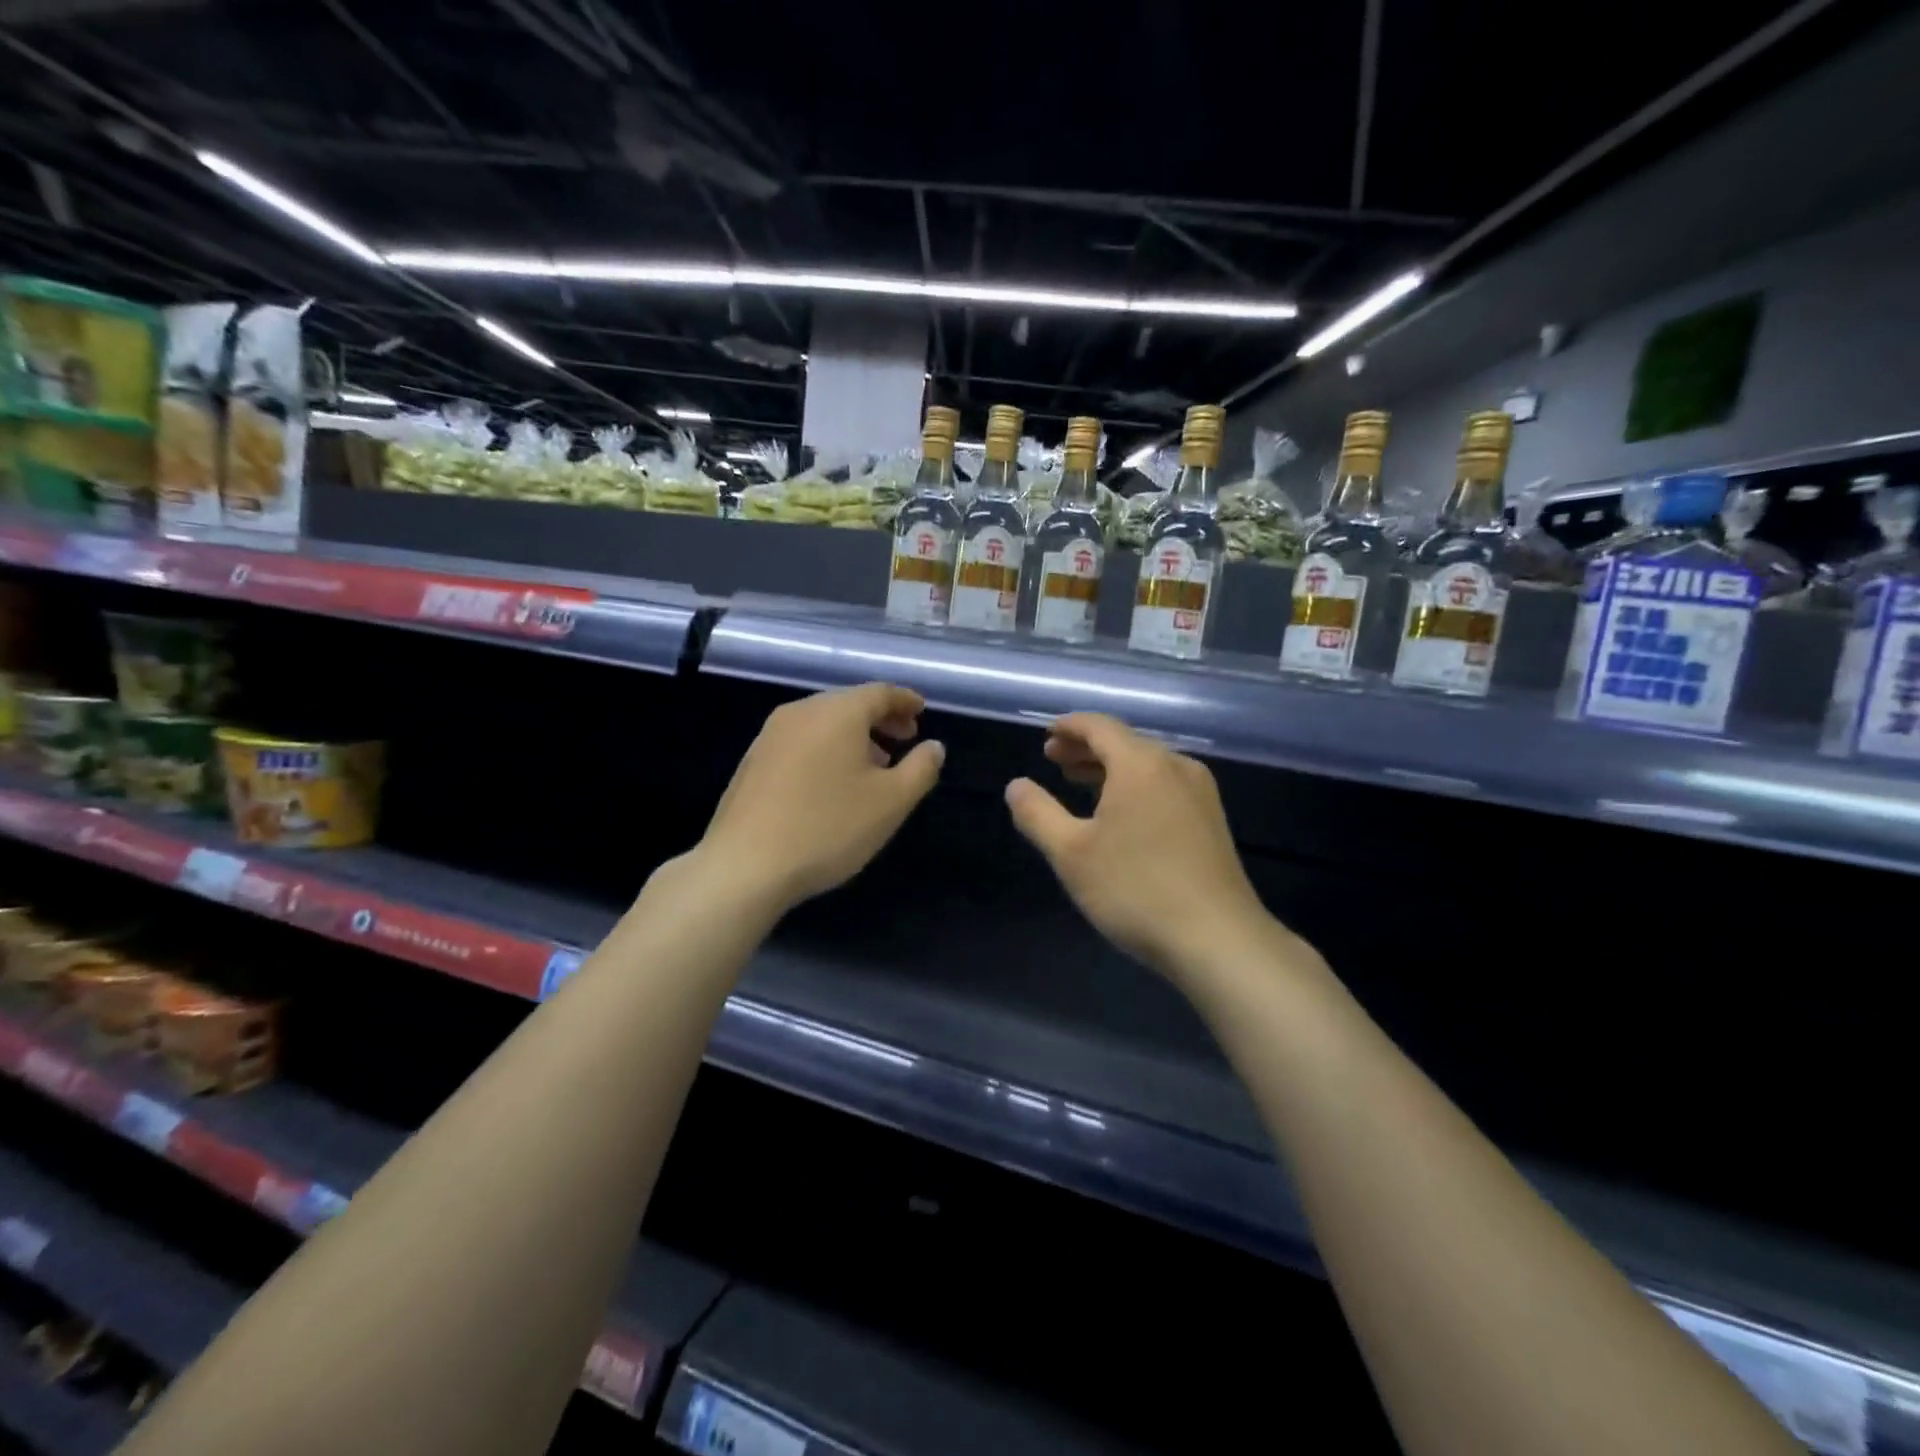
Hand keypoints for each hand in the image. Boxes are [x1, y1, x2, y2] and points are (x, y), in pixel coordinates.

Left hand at [701, 683, 943, 909]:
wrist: (745, 865)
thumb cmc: (828, 827)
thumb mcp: (891, 802)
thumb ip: (921, 769)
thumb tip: (934, 746)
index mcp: (837, 712)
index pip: (880, 692)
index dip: (905, 701)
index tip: (922, 712)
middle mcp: (801, 712)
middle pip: (849, 704)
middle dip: (881, 719)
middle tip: (905, 740)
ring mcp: (771, 736)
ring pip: (823, 723)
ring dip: (854, 737)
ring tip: (874, 766)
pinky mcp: (753, 762)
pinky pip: (801, 741)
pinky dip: (827, 749)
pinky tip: (833, 783)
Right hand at [1005, 713, 1277, 978]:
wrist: (1218, 939)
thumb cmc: (1136, 889)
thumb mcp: (1071, 853)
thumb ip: (1037, 813)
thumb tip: (1016, 786)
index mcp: (1141, 764)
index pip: (1100, 726)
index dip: (1069, 726)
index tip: (1046, 734)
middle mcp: (1175, 766)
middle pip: (1125, 742)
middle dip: (1086, 747)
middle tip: (1053, 758)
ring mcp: (1200, 793)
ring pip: (1146, 765)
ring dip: (1110, 768)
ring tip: (1079, 781)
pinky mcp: (1211, 820)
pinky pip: (1164, 785)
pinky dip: (1134, 786)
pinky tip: (1119, 812)